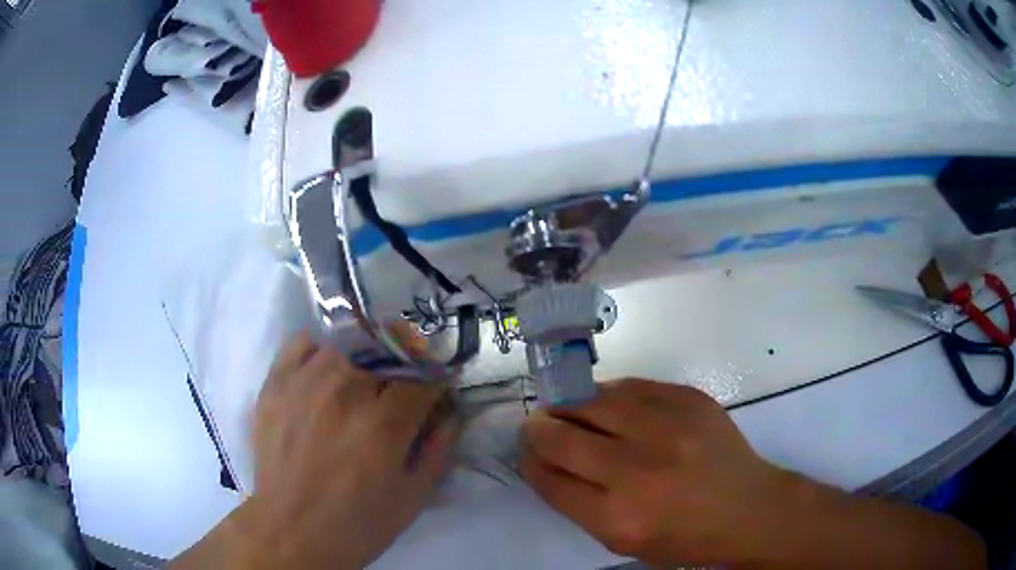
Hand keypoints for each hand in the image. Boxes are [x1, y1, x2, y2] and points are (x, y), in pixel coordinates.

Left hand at [235, 333, 457, 568]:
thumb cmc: (358, 523)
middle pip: (385, 357)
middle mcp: (344, 393)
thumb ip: (438, 451)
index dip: (435, 385)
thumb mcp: (413, 498)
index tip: (434, 394)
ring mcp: (305, 384)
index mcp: (383, 425)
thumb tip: (450, 413)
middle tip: (396, 395)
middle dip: (400, 373)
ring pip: (346, 347)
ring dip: (361, 364)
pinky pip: (302, 343)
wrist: (292, 530)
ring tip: (357, 388)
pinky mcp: (275, 384)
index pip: (423, 379)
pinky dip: (319, 352)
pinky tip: (322, 373)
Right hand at [520, 378, 787, 566]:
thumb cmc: (683, 538)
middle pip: (562, 437)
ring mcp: (666, 428)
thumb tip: (546, 461)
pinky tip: (608, 403)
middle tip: (536, 425)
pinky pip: (631, 386)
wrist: (747, 508)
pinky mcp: (688, 400)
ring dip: (570, 405)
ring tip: (567, 408)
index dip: (530, 461)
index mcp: (617, 517)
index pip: (549, 478)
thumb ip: (579, 504)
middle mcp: (637, 470)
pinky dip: (610, 394)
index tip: (527, 451)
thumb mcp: (622, 541)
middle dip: (538, 429)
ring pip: (593, 401)